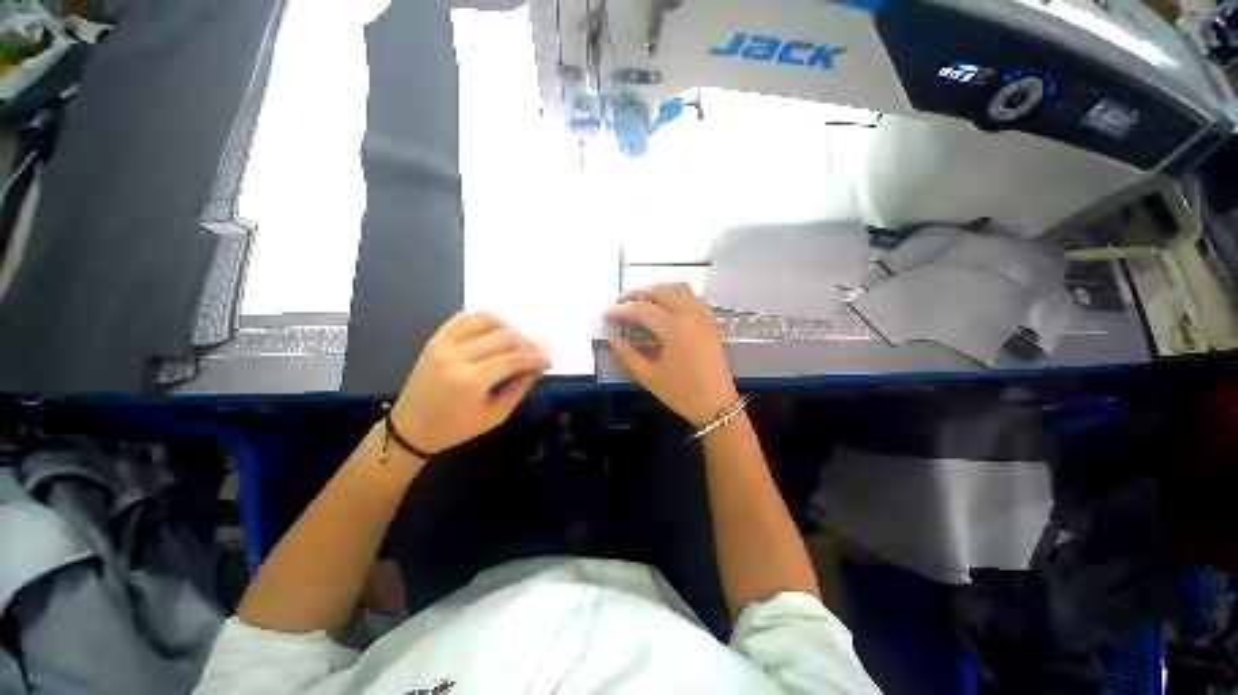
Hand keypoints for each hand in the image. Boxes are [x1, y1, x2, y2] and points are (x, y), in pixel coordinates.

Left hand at [391, 312, 548, 453]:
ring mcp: (443, 344)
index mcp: (470, 381)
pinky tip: (494, 330)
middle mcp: (456, 356)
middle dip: (527, 343)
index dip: (535, 357)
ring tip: (517, 340)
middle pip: (503, 336)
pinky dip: (483, 319)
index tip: (548, 361)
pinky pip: (463, 318)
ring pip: (485, 320)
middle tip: (536, 352)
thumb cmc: (456, 428)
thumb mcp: (495, 415)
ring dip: (508, 327)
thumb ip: (519, 388)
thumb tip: (538, 368)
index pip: (513, 359)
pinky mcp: (435, 339)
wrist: (410, 428)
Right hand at [604, 283, 738, 424]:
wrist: (717, 404)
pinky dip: (675, 292)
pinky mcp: (710, 320)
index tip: (606, 313)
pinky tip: (665, 304)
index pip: (641, 309)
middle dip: (636, 292)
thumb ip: (627, 354)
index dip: (621, 310)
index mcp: (674, 328)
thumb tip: (611, 337)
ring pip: (678, 287)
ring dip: (657, 288)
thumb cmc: (681, 392)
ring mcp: (703, 315)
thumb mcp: (648, 376)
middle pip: (660, 291)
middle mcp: (689, 314)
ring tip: (641, 299)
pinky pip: (692, 295)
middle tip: (620, 302)